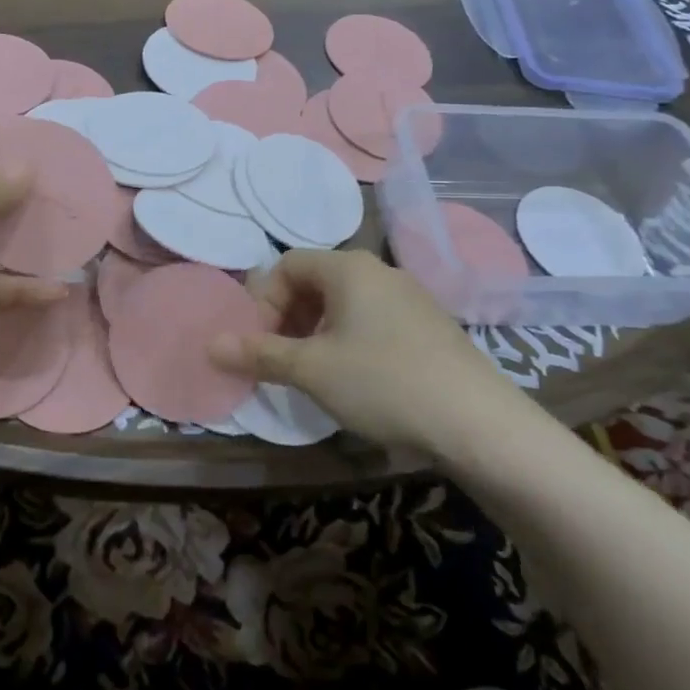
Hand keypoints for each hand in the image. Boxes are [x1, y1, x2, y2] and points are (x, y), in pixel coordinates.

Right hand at [210, 249, 532, 449]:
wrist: (480, 424)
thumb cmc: (383, 383)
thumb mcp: (312, 370)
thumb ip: (258, 353)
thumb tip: (209, 344)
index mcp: (349, 268)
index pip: (286, 265)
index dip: (263, 303)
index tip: (262, 345)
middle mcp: (379, 271)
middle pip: (314, 281)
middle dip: (287, 318)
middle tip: (282, 361)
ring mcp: (410, 297)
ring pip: (344, 304)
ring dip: (316, 332)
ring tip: (315, 374)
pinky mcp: (429, 326)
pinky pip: (372, 320)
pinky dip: (348, 341)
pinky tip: (356, 381)